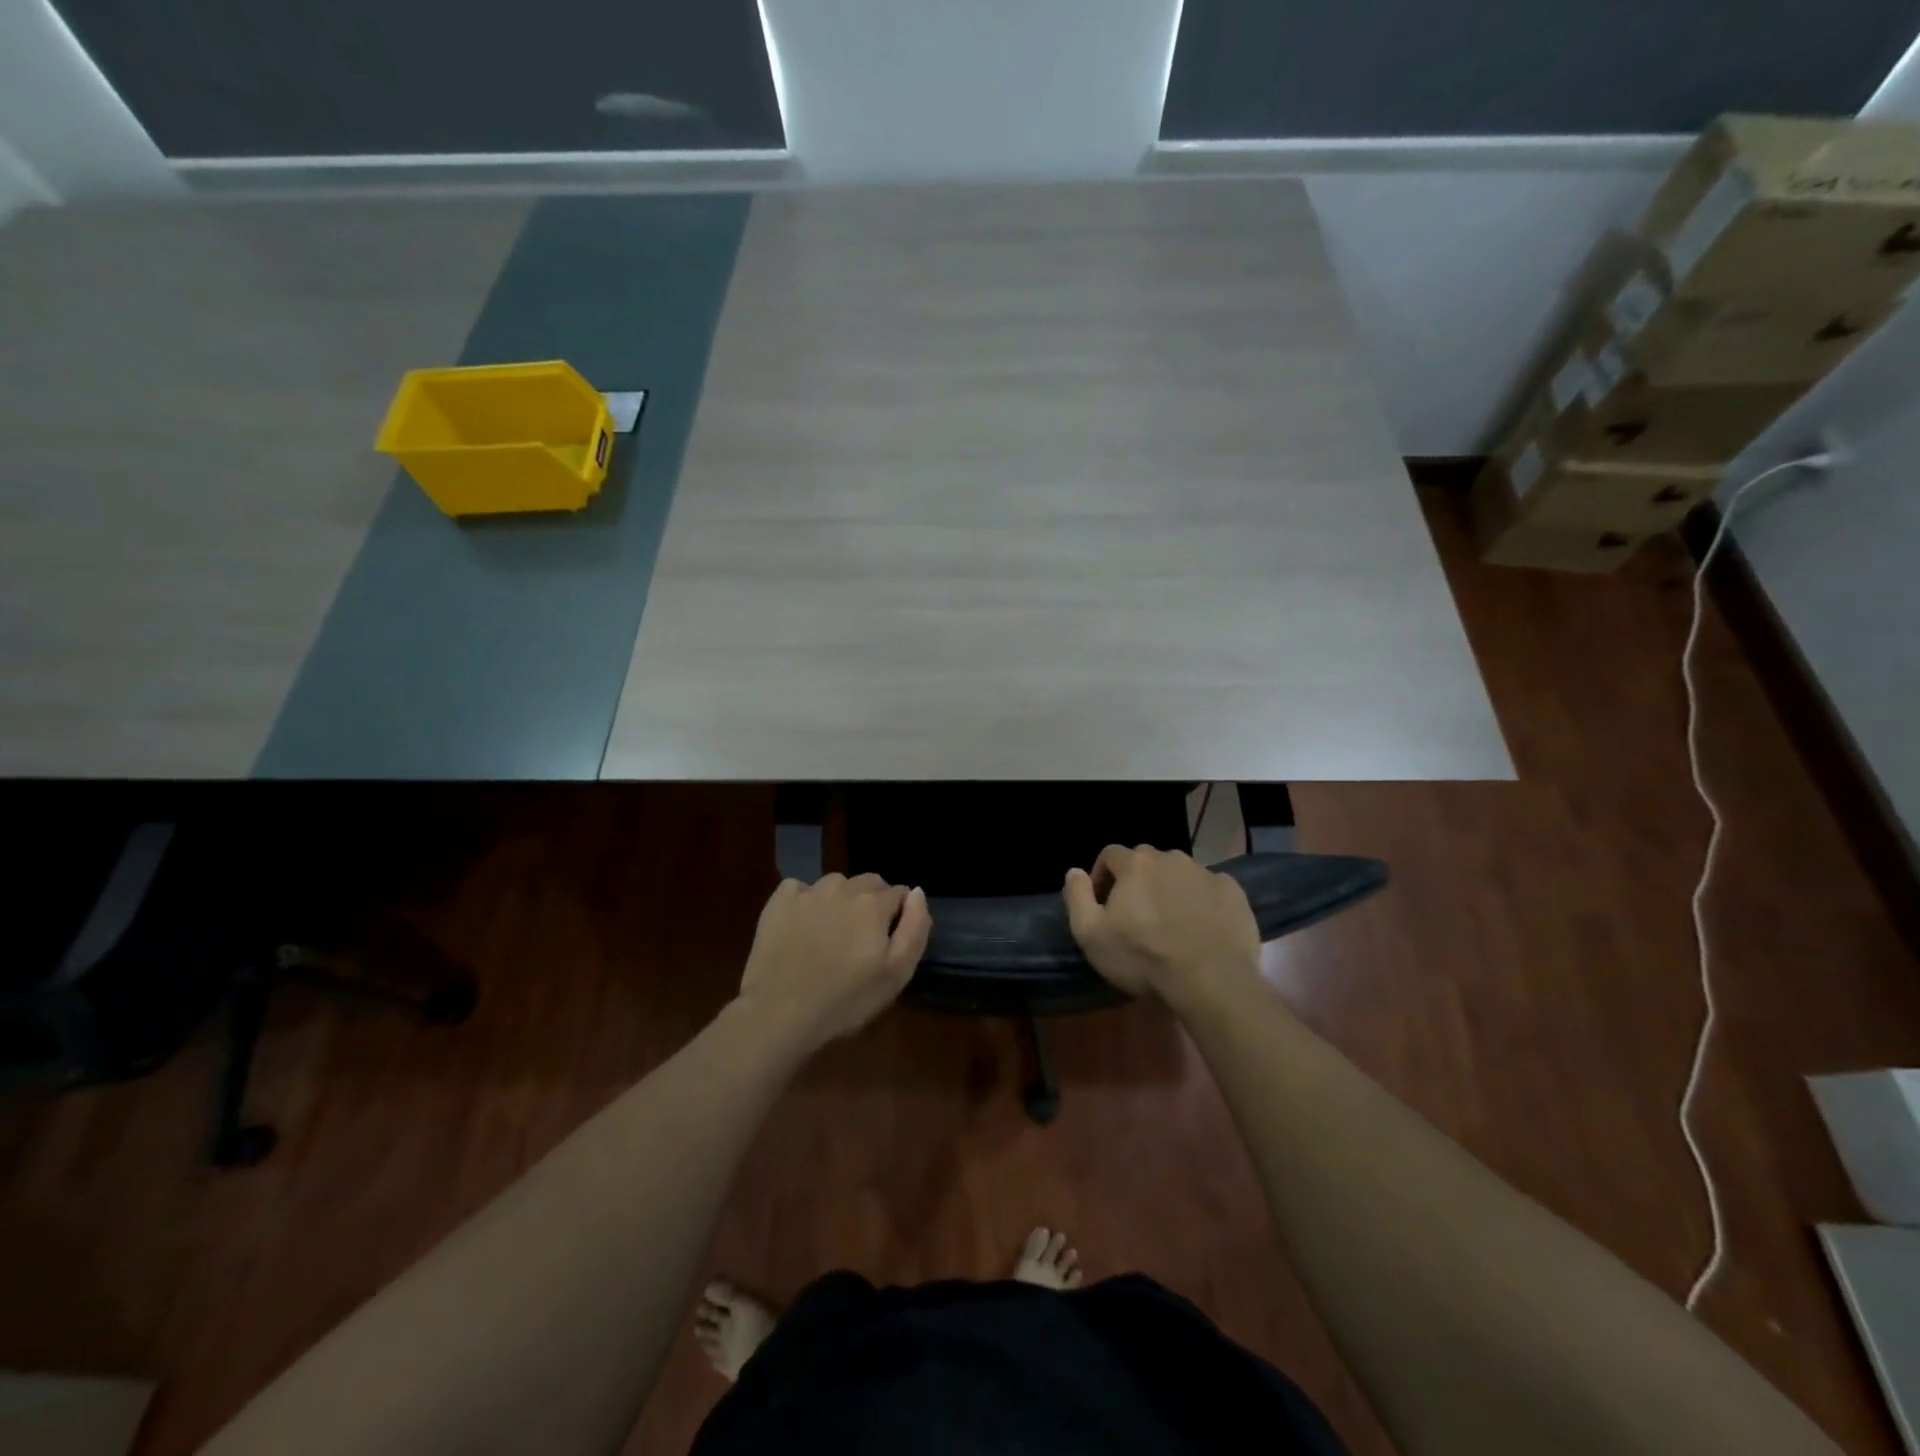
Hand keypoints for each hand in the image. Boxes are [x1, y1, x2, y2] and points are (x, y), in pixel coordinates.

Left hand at [736, 873, 930, 1053]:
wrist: (779, 1014)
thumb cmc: (845, 1001)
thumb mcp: (897, 974)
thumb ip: (915, 928)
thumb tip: (917, 893)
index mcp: (873, 903)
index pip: (900, 893)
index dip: (898, 916)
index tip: (887, 942)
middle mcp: (842, 887)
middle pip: (869, 883)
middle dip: (872, 903)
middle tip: (861, 939)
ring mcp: (807, 891)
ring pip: (836, 884)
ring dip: (840, 900)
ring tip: (830, 934)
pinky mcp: (778, 901)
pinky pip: (799, 888)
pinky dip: (805, 900)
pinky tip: (801, 926)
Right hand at [1062, 845, 1260, 1004]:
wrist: (1212, 982)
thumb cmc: (1143, 958)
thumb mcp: (1091, 935)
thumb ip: (1077, 897)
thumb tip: (1074, 871)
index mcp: (1135, 864)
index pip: (1110, 854)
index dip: (1102, 876)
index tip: (1103, 904)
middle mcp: (1171, 858)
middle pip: (1146, 861)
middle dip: (1137, 881)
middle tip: (1136, 915)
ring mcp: (1206, 873)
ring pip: (1179, 873)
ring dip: (1170, 889)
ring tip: (1170, 923)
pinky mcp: (1234, 893)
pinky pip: (1209, 889)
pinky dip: (1201, 901)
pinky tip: (1201, 928)